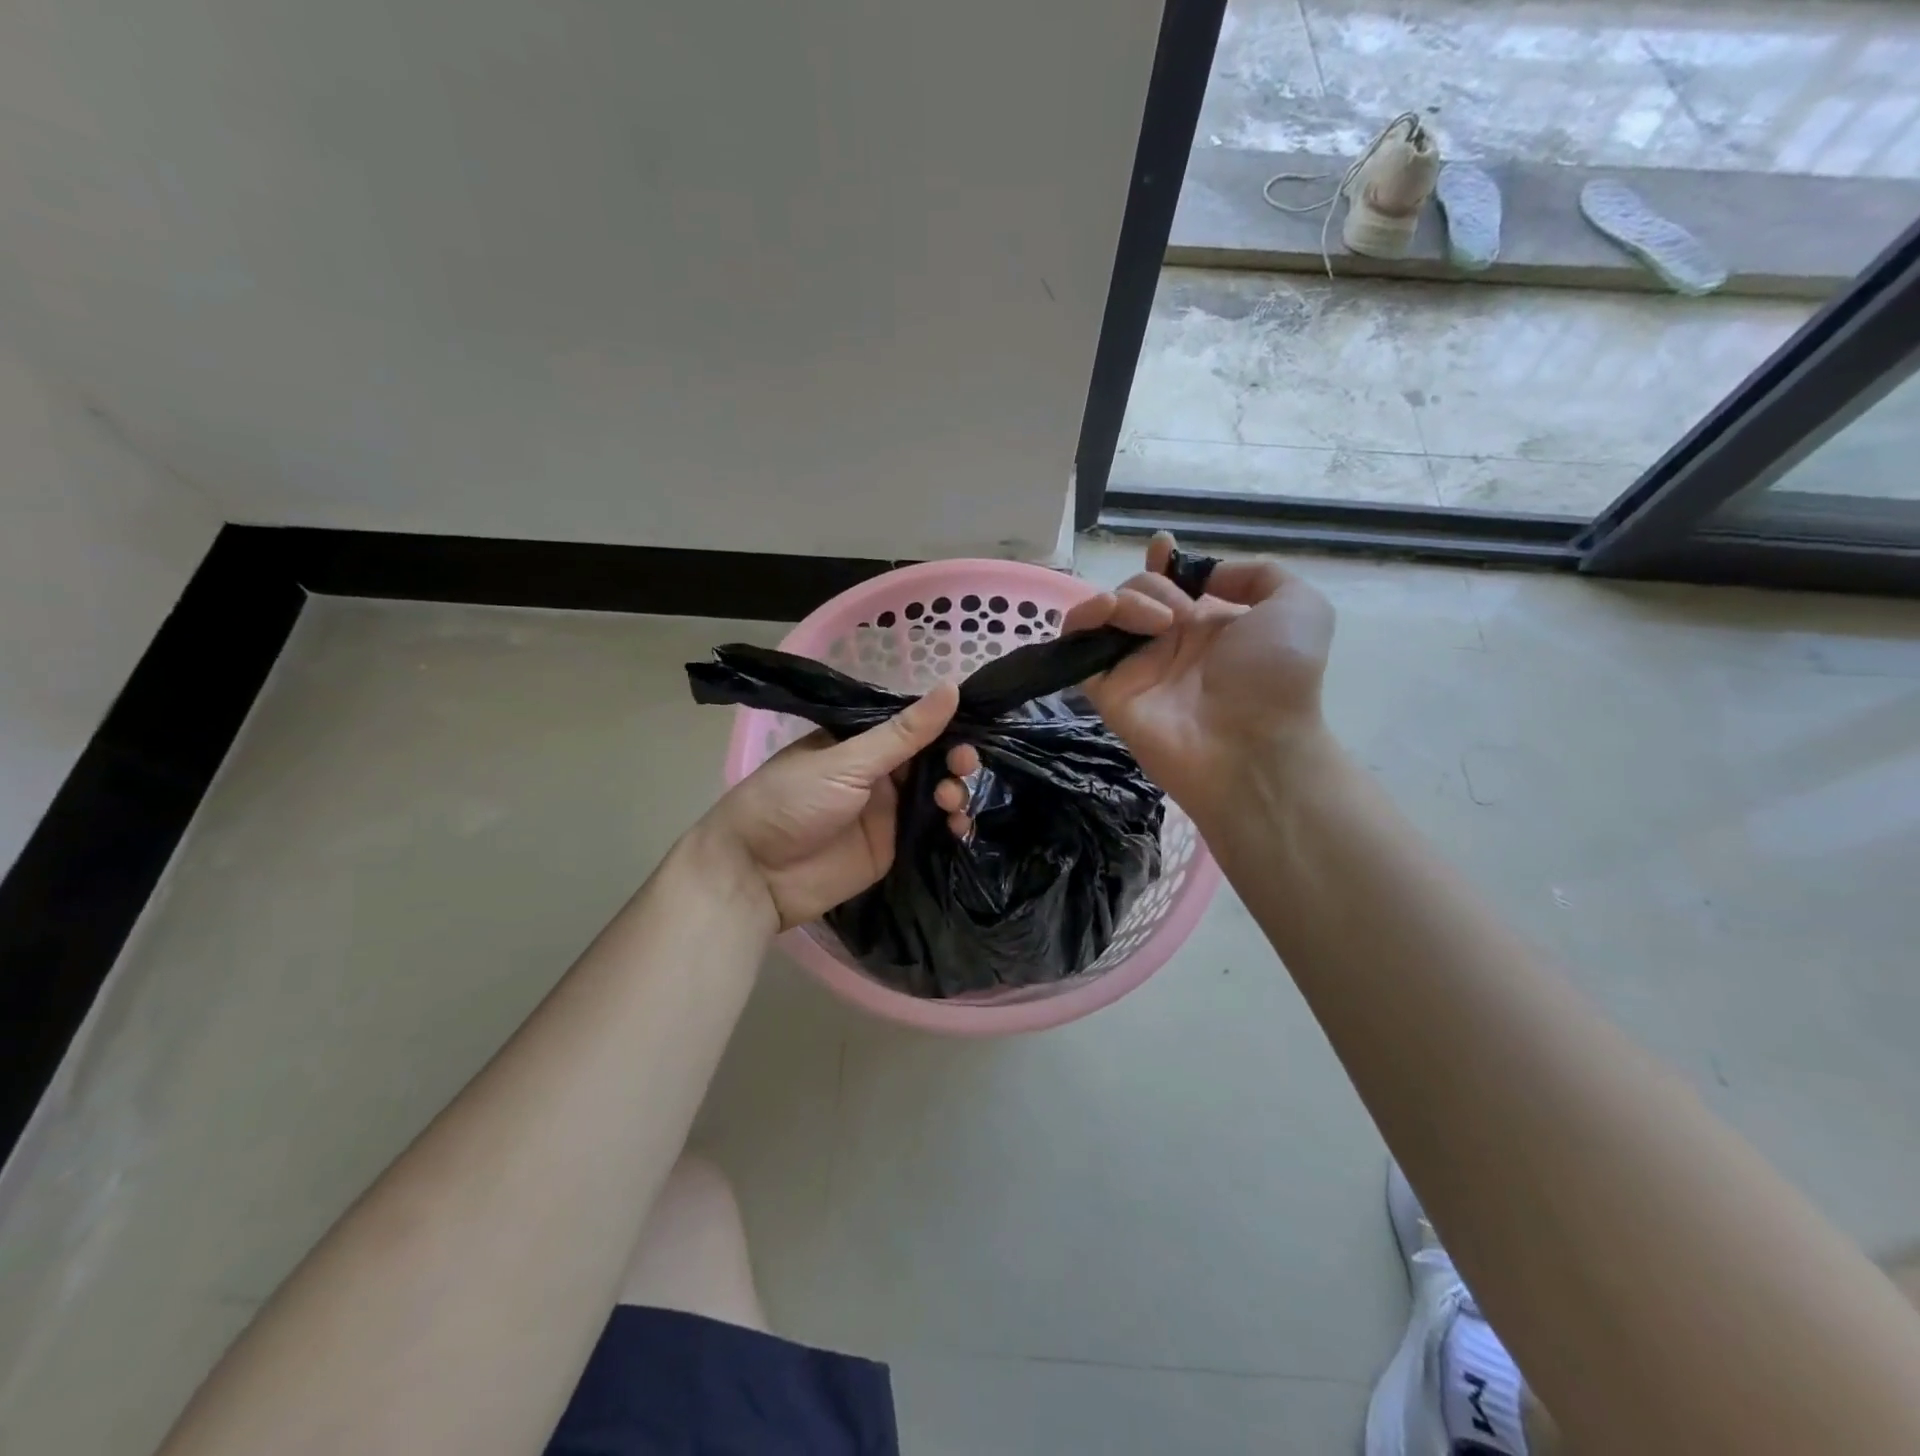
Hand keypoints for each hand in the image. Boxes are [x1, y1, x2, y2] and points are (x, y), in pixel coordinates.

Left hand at [696, 683, 958, 930]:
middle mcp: (878, 774)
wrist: (755, 875)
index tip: (974, 726)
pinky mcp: (894, 848)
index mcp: (861, 744)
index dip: (945, 726)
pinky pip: (932, 832)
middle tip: (964, 766)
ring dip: (955, 793)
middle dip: (954, 760)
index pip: (915, 727)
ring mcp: (887, 812)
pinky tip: (960, 827)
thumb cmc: (792, 802)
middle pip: (932, 761)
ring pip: (936, 795)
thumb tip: (952, 687)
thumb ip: (903, 733)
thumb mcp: (847, 761)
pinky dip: (951, 828)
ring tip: (952, 802)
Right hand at [940, 533, 1333, 833]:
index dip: (1162, 563)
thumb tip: (1204, 577)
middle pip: (1136, 592)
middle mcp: (1169, 643)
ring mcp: (1136, 667)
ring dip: (1125, 600)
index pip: (1172, 585)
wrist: (1252, 745)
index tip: (1162, 548)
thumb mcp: (1298, 606)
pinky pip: (1078, 647)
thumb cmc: (1278, 676)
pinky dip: (1081, 620)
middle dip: (1151, 585)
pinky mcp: (1107, 690)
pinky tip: (1106, 615)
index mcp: (1209, 625)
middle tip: (1179, 615)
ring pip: (1106, 613)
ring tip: (1157, 623)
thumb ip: (1256, 574)